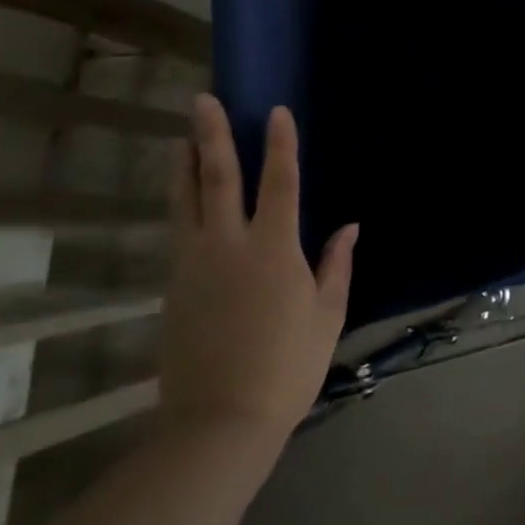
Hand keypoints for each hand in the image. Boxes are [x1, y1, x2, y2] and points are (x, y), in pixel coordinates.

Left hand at [159, 96, 356, 460]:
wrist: (219, 423)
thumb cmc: (287, 366)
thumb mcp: (327, 314)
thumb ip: (337, 264)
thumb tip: (350, 226)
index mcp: (274, 248)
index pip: (279, 181)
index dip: (280, 143)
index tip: (276, 111)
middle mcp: (229, 245)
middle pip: (218, 177)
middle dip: (211, 135)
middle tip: (202, 100)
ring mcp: (194, 264)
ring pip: (185, 201)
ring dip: (184, 164)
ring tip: (182, 136)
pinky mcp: (174, 287)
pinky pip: (177, 232)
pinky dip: (180, 204)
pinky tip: (183, 197)